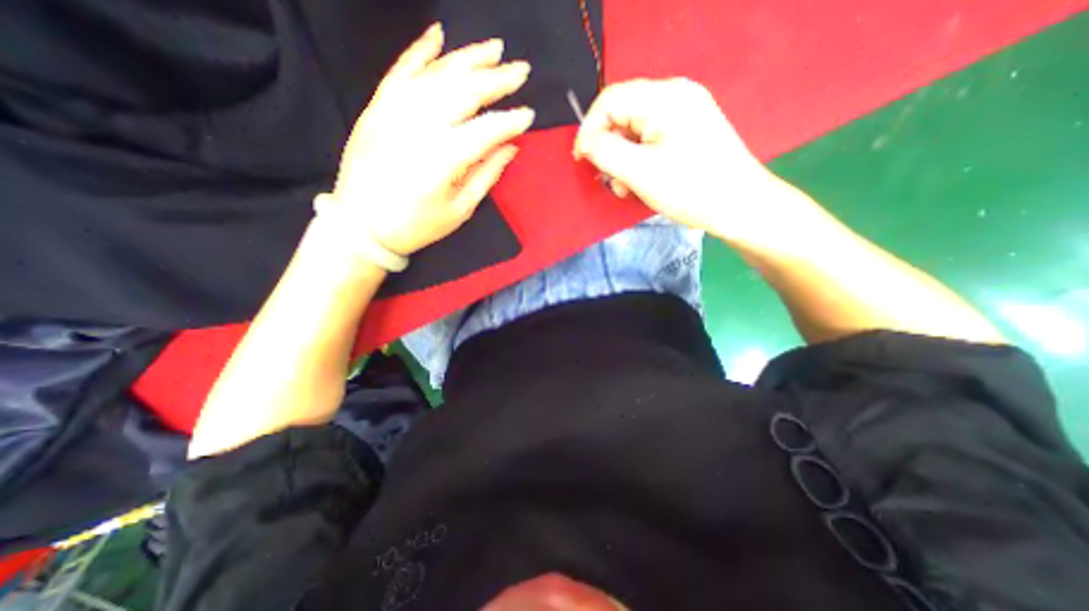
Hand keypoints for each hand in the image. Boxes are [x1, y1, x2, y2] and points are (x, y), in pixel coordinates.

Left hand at [331, 25, 536, 253]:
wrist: (361, 226)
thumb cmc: (416, 226)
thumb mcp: (459, 210)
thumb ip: (486, 175)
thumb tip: (510, 147)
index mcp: (443, 159)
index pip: (486, 130)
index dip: (510, 121)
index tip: (529, 115)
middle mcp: (419, 127)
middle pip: (464, 92)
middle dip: (496, 79)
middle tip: (521, 70)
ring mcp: (393, 112)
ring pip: (436, 75)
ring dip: (468, 58)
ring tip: (494, 49)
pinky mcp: (376, 108)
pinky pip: (400, 71)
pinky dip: (419, 51)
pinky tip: (438, 35)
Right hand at [573, 78, 797, 245]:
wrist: (740, 206)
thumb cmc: (689, 188)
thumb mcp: (639, 171)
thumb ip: (606, 152)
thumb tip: (588, 144)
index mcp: (663, 98)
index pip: (610, 101)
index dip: (589, 129)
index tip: (582, 160)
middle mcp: (674, 96)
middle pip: (623, 116)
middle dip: (610, 150)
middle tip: (610, 181)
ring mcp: (684, 114)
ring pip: (636, 132)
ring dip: (624, 161)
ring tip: (628, 188)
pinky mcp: (689, 132)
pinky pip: (652, 141)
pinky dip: (640, 161)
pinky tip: (642, 183)